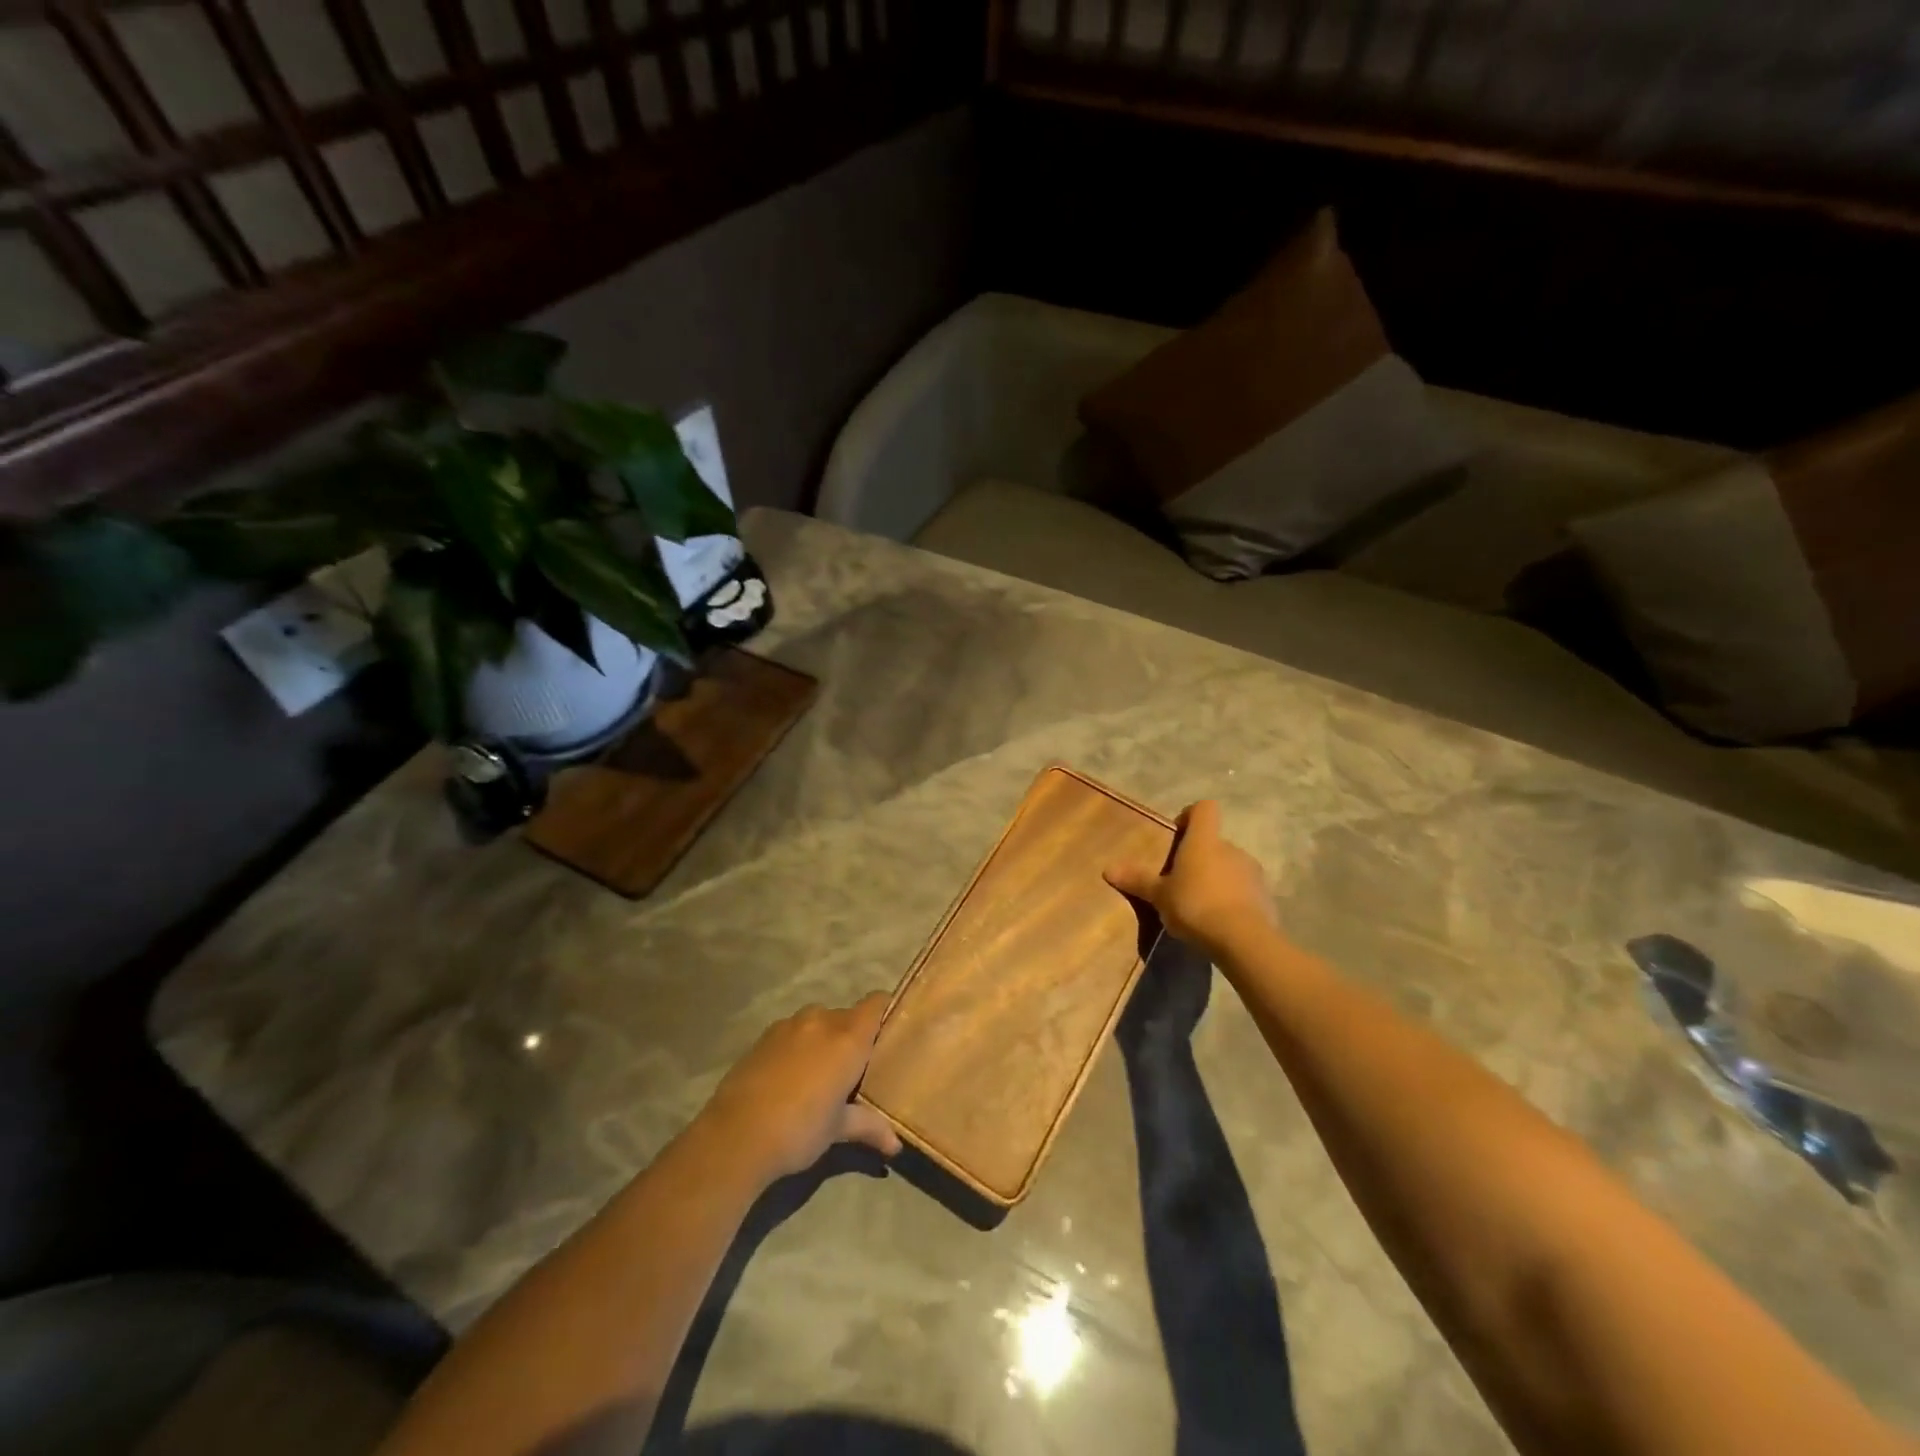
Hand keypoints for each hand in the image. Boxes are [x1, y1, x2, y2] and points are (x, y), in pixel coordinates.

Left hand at [697, 993, 901, 1181]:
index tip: (893, 1033)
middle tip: (858, 1068)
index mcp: (848, 1037)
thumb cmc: (799, 1130)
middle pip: (849, 1016)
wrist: (734, 1136)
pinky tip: (791, 1079)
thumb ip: (870, 1127)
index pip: (877, 1003)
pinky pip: (793, 1032)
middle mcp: (821, 1020)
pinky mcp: (764, 1036)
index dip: (887, 1011)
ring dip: (825, 1041)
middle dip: (855, 1037)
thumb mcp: (838, 1130)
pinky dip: (800, 1046)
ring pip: (819, 1023)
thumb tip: (896, 1145)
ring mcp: (789, 1025)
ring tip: (822, 1075)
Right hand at [1105, 800, 1277, 956]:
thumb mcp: (1159, 895)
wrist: (1243, 940)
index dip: (1190, 815)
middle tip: (1180, 882)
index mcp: (1204, 841)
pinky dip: (1232, 901)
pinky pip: (1244, 891)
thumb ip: (1137, 880)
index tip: (1177, 833)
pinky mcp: (1265, 898)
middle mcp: (1231, 849)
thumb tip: (1108, 869)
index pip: (1204, 809)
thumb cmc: (1195, 906)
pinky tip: (1219, 923)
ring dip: (1216, 880)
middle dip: (1199, 858)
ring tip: (1199, 906)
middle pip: (1214, 842)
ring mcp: (1252, 873)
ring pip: (1230, 868)